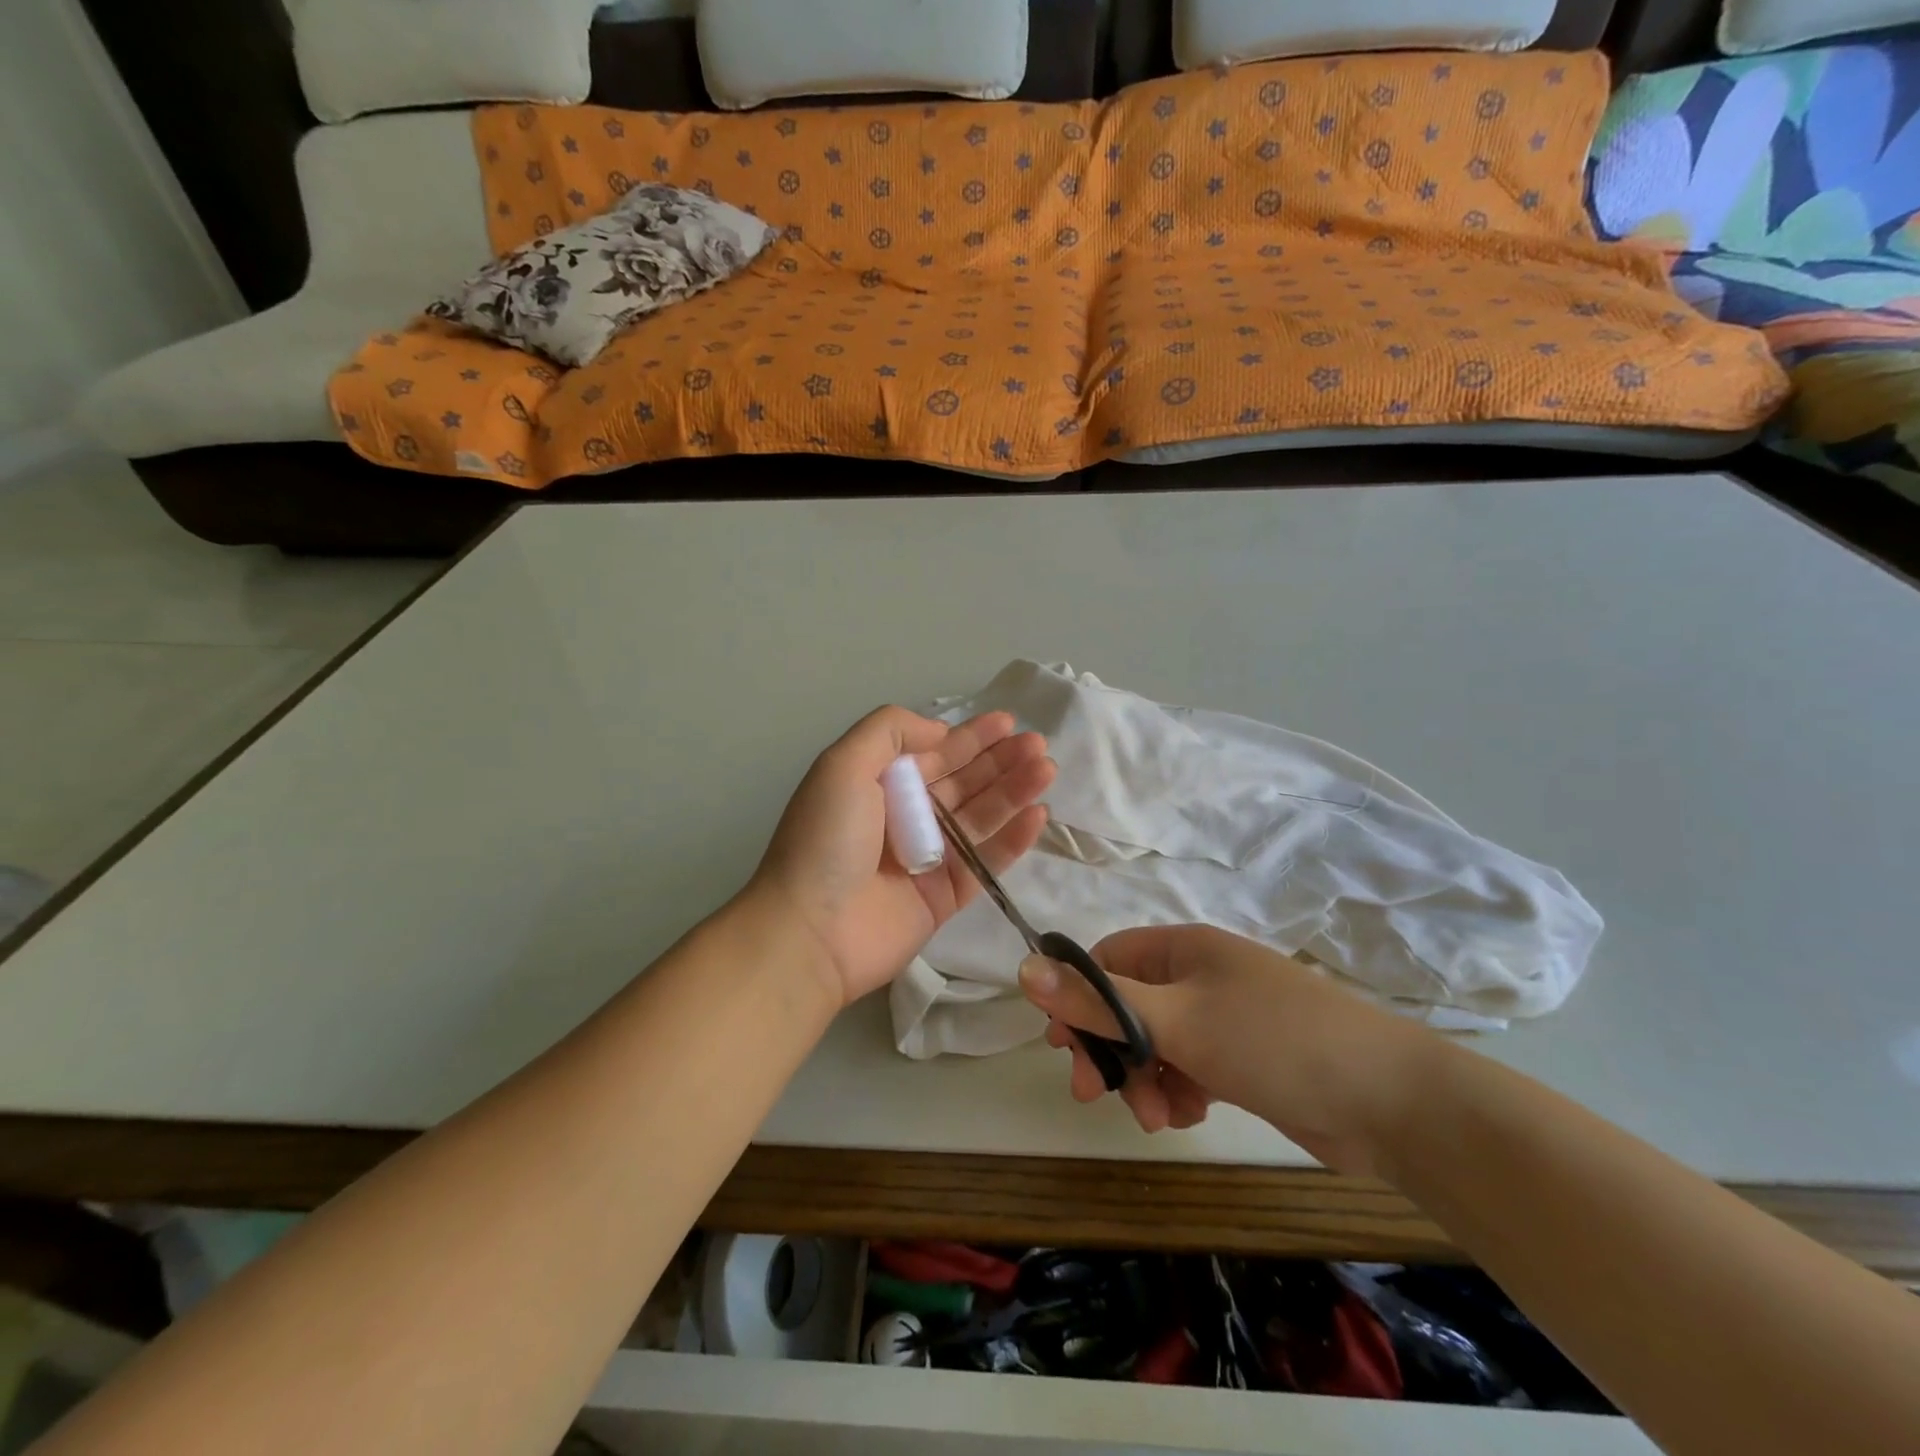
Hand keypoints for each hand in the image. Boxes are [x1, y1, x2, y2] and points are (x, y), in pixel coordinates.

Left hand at [751, 706, 1054, 1006]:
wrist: (811, 932)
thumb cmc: (826, 840)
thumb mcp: (843, 764)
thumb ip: (889, 731)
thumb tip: (940, 731)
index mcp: (879, 784)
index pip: (934, 753)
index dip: (971, 736)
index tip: (1008, 722)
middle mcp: (905, 816)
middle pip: (964, 782)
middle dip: (1000, 760)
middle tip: (1038, 745)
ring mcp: (928, 858)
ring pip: (981, 817)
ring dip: (1014, 791)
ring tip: (1046, 769)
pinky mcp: (945, 896)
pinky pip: (986, 861)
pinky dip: (1012, 839)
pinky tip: (1037, 815)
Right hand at [1019, 924, 1435, 1175]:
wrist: (1390, 1101)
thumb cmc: (1273, 1040)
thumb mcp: (1176, 1020)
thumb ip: (1098, 1000)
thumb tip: (1023, 969)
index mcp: (1181, 948)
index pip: (1106, 961)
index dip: (1077, 999)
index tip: (1064, 1046)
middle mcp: (1198, 975)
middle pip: (1126, 1006)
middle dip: (1111, 1051)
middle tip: (1095, 1095)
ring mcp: (1222, 1017)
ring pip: (1155, 1043)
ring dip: (1144, 1079)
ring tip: (1160, 1117)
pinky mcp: (1241, 1058)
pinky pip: (1187, 1067)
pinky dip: (1179, 1090)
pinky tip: (1190, 1114)